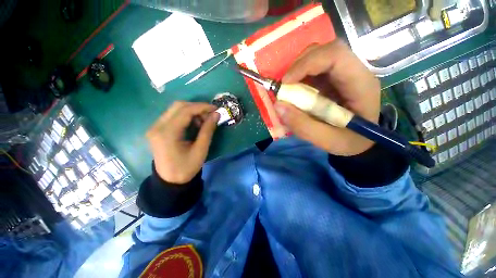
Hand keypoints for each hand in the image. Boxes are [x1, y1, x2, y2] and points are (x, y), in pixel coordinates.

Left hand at [146, 101, 219, 183]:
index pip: (185, 111)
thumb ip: (208, 130)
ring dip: (192, 111)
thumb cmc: (186, 167)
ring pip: (175, 109)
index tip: (216, 108)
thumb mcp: (201, 150)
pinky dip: (186, 116)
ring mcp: (155, 127)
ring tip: (203, 121)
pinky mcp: (157, 129)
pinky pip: (173, 115)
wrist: (170, 181)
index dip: (202, 107)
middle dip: (197, 107)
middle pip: (178, 106)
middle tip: (210, 115)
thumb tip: (216, 114)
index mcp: (167, 133)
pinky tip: (194, 124)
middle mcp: (157, 126)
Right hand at [274, 40, 380, 155]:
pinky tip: (295, 90)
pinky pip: (314, 68)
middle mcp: (354, 72)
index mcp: (360, 84)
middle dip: (299, 65)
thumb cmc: (351, 142)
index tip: (285, 83)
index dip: (306, 64)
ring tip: (287, 89)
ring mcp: (343, 73)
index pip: (335, 56)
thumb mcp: (328, 141)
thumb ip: (303, 126)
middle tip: (284, 86)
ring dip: (297, 70)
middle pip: (325, 50)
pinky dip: (299, 76)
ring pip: (318, 56)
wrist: (362, 141)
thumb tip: (278, 105)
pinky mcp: (333, 79)